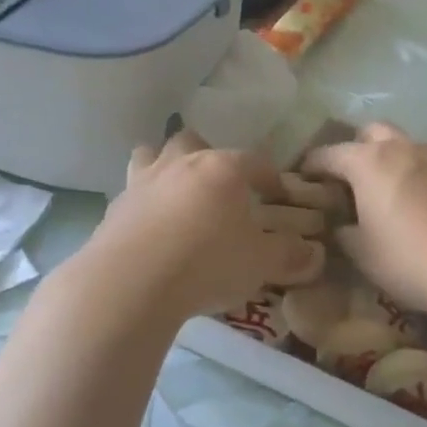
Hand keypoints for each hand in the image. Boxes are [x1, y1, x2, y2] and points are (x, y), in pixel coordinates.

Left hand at [84, 131, 315, 321]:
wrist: (130, 284)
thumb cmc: (207, 263)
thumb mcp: (261, 264)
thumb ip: (289, 255)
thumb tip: (314, 254)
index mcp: (223, 169)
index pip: (255, 161)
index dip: (270, 177)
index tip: (277, 194)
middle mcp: (181, 164)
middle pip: (193, 141)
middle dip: (206, 156)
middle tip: (218, 187)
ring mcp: (142, 183)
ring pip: (151, 155)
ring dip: (164, 167)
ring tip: (175, 195)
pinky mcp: (112, 210)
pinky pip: (130, 194)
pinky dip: (142, 204)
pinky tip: (149, 230)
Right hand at [301, 124, 426, 315]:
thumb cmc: (410, 258)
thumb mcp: (364, 255)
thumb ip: (345, 234)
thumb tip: (343, 226)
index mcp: (369, 163)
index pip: (329, 154)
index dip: (313, 165)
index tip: (304, 177)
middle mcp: (404, 148)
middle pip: (373, 132)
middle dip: (359, 148)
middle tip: (355, 179)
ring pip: (411, 148)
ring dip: (398, 163)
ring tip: (398, 195)